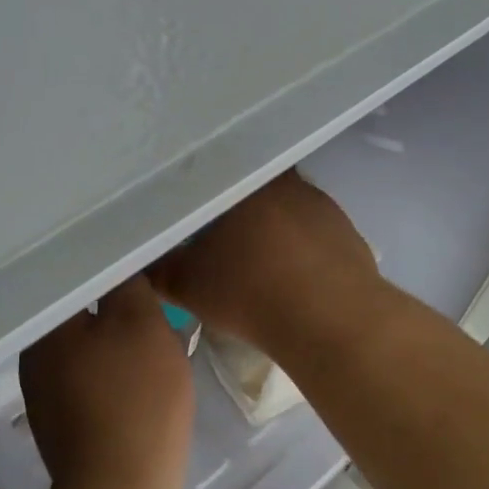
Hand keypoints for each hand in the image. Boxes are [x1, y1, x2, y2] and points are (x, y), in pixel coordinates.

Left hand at [20, 277, 194, 488]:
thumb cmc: (136, 400)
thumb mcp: (142, 325)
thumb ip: (128, 285)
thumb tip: (118, 267)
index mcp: (46, 327)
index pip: (73, 278)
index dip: (109, 269)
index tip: (139, 266)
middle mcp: (33, 357)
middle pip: (76, 314)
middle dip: (113, 307)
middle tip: (151, 300)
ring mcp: (43, 395)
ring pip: (83, 348)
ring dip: (113, 340)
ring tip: (149, 336)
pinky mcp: (60, 425)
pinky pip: (86, 381)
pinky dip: (110, 372)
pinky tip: (135, 379)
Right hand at [149, 172, 380, 358]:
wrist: (328, 320)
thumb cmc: (248, 293)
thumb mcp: (186, 285)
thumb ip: (158, 267)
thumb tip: (140, 257)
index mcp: (242, 181)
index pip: (215, 168)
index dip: (200, 188)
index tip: (189, 207)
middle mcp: (284, 181)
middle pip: (252, 187)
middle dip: (236, 208)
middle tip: (217, 234)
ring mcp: (321, 204)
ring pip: (285, 208)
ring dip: (271, 227)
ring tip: (256, 258)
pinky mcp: (347, 231)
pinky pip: (313, 233)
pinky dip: (300, 247)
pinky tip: (292, 274)